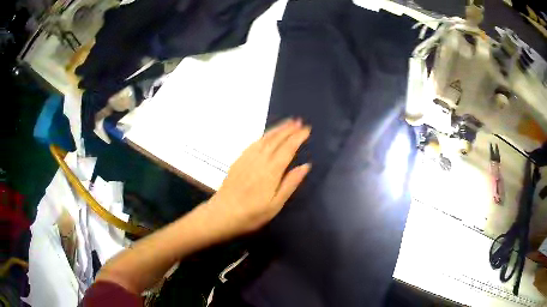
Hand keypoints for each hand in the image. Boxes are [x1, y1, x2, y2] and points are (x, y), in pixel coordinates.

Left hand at [207, 118, 310, 236]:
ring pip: (265, 138)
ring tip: (287, 123)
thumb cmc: (252, 214)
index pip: (288, 148)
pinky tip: (267, 135)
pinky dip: (264, 135)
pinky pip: (254, 143)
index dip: (298, 137)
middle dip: (289, 129)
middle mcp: (260, 159)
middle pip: (276, 140)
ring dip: (277, 129)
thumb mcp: (275, 204)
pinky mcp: (238, 160)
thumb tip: (306, 166)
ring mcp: (247, 158)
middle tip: (299, 121)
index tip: (307, 129)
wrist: (222, 214)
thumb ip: (290, 183)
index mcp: (271, 170)